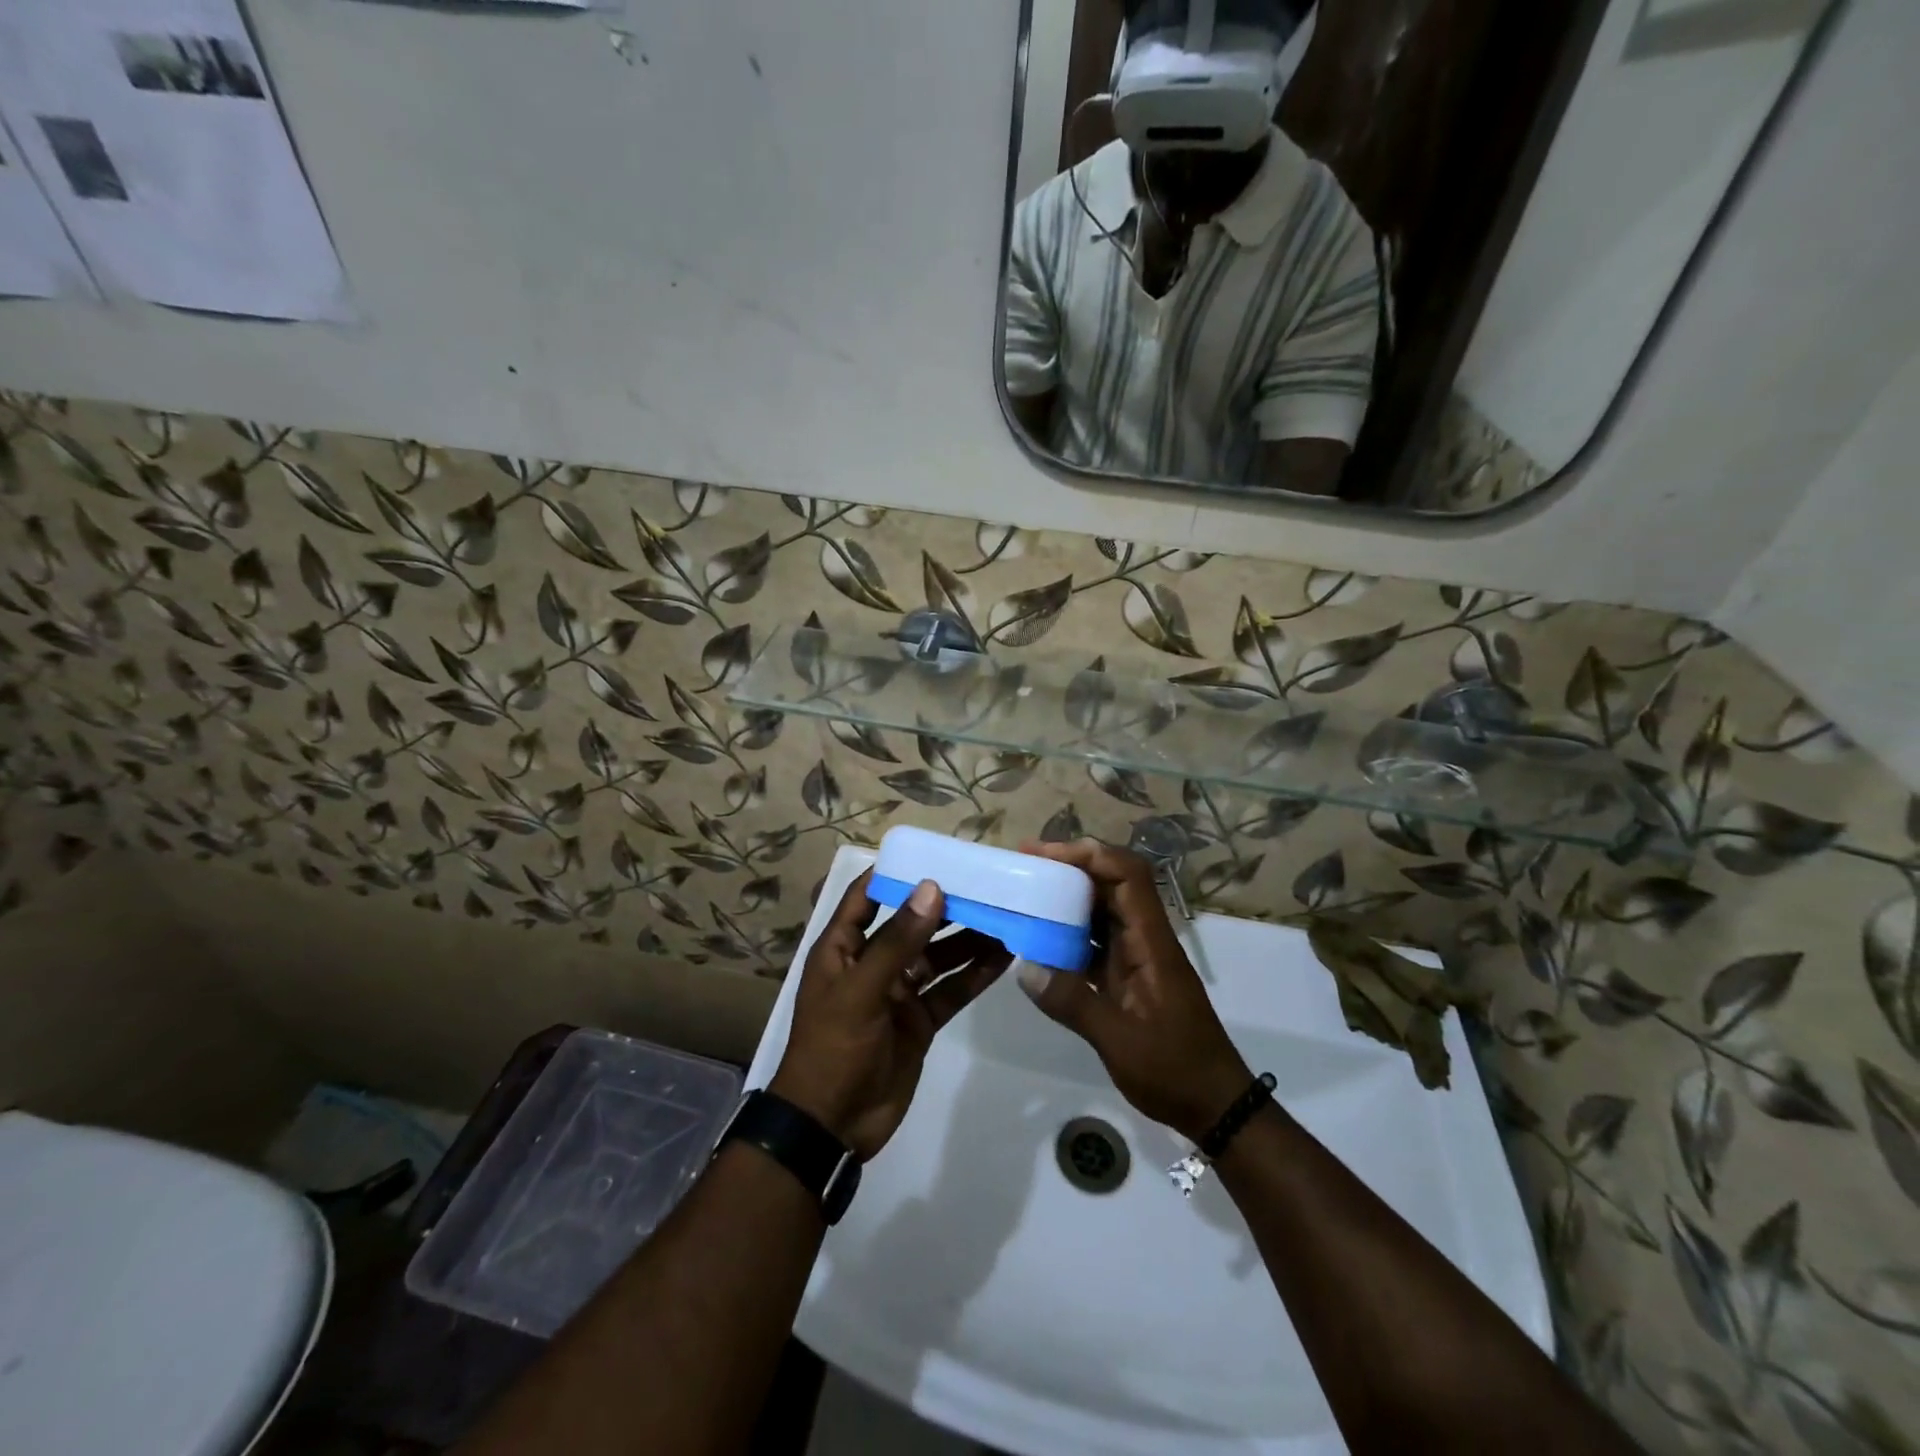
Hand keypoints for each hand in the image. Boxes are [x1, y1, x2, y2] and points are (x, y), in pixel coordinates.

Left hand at [771, 871, 1010, 1160]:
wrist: (832, 1126)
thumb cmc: (833, 1047)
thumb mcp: (861, 989)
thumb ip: (898, 941)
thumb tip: (932, 888)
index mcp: (844, 948)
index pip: (867, 896)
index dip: (896, 873)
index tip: (935, 855)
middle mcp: (872, 963)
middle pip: (911, 923)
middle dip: (945, 905)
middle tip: (986, 885)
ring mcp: (898, 992)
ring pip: (937, 956)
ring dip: (967, 939)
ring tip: (1005, 917)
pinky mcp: (920, 1020)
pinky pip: (950, 990)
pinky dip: (974, 975)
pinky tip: (1004, 958)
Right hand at [1016, 840, 1252, 1141]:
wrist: (1215, 1106)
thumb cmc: (1176, 1070)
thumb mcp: (1120, 1042)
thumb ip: (1074, 1004)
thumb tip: (1025, 968)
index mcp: (1152, 943)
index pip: (1127, 876)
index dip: (1089, 855)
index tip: (1045, 854)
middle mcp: (1146, 940)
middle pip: (1113, 883)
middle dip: (1072, 867)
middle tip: (1026, 865)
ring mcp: (1137, 959)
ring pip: (1103, 910)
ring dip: (1069, 898)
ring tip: (1027, 893)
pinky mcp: (1128, 979)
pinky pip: (1097, 941)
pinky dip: (1070, 933)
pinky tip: (1040, 941)